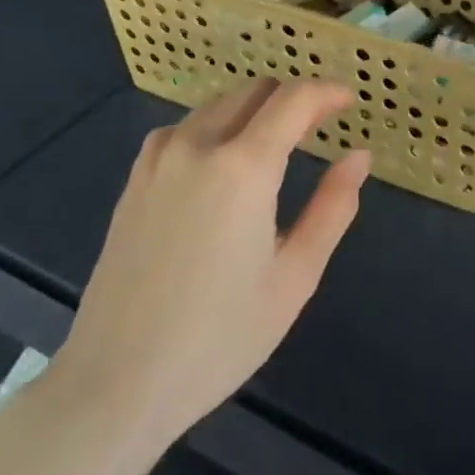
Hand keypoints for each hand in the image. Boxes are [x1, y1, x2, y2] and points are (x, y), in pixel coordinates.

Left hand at [34, 80, 369, 458]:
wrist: (116, 382)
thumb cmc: (219, 337)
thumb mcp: (294, 277)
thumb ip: (332, 208)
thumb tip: (359, 156)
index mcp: (243, 168)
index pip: (294, 99)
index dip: (327, 92)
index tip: (349, 102)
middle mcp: (197, 146)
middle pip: (255, 91)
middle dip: (293, 98)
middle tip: (320, 126)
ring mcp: (158, 160)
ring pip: (217, 105)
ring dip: (254, 110)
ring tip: (276, 145)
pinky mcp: (134, 180)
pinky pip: (183, 128)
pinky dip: (215, 127)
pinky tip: (221, 162)